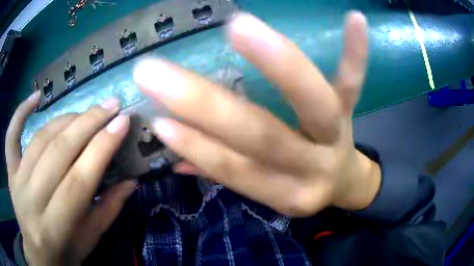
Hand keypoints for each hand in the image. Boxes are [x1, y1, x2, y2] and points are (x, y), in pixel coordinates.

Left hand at [6, 94, 135, 264]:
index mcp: (56, 226)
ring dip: (65, 118)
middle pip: (59, 151)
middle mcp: (32, 199)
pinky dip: (20, 112)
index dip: (102, 147)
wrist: (38, 254)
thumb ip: (109, 209)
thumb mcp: (90, 240)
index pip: (80, 179)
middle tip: (111, 105)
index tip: (122, 122)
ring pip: (40, 139)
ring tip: (87, 111)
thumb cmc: (66, 252)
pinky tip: (35, 97)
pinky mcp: (10, 171)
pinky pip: (11, 137)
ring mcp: (17, 181)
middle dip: (88, 123)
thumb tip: (132, 180)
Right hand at [134, 12, 380, 216]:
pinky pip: (354, 79)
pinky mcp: (351, 109)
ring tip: (239, 26)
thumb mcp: (269, 190)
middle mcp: (313, 166)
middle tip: (156, 72)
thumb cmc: (300, 184)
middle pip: (264, 137)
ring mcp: (337, 132)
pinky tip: (355, 18)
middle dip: (207, 105)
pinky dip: (355, 50)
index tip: (158, 121)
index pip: (237, 171)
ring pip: (314, 100)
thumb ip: (226, 173)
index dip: (198, 148)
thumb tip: (175, 159)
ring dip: (278, 62)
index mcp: (287, 192)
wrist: (343, 181)